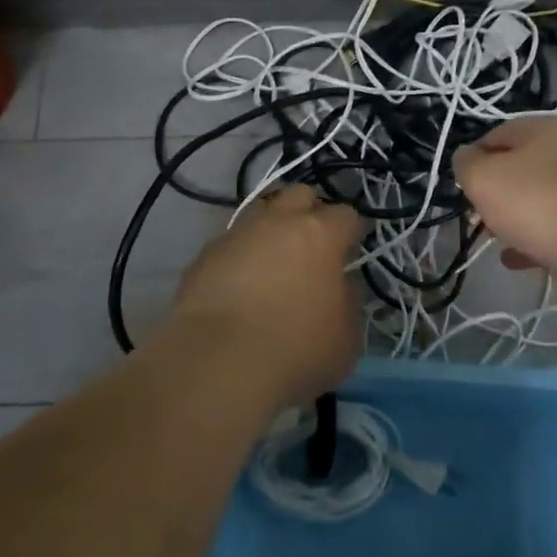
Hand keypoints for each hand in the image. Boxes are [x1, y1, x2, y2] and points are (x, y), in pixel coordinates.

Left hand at [163, 185, 364, 409]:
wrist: (219, 362)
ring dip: (271, 230)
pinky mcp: (204, 256)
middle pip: (299, 195)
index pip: (346, 215)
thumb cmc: (297, 349)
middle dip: (310, 212)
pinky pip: (230, 244)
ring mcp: (236, 234)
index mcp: (319, 234)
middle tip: (313, 246)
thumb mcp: (347, 337)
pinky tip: (239, 285)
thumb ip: (349, 302)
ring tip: (273, 263)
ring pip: (259, 213)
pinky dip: (240, 256)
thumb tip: (343, 286)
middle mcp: (277, 222)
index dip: (352, 232)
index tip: (352, 252)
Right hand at [452, 120, 556, 299]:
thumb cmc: (534, 200)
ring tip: (494, 239)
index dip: (473, 158)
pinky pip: (554, 229)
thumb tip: (466, 158)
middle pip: (519, 168)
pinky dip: (532, 242)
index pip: (497, 134)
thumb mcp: (482, 176)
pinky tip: (515, 260)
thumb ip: (465, 164)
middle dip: (493, 192)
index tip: (462, 184)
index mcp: (545, 128)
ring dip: (512, 219)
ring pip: (537, 200)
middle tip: (476, 213)